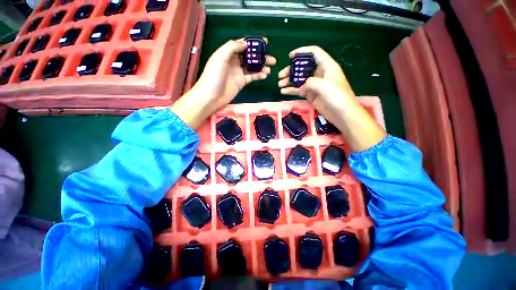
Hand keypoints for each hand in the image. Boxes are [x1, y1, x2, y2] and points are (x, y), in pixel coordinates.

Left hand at [195, 38, 275, 109]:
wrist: (211, 96)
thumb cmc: (213, 75)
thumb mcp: (220, 57)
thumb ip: (232, 47)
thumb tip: (245, 44)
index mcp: (228, 53)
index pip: (242, 45)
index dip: (253, 42)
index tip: (265, 42)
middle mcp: (234, 61)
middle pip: (250, 56)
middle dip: (261, 56)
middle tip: (271, 58)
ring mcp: (238, 72)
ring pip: (252, 67)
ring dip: (262, 67)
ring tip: (270, 68)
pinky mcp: (241, 82)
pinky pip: (251, 77)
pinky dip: (258, 76)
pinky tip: (264, 75)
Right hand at [278, 46, 385, 151]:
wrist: (342, 114)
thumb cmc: (337, 96)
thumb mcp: (324, 85)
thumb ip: (310, 82)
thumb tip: (301, 86)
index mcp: (326, 66)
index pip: (314, 53)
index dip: (302, 51)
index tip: (290, 56)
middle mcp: (320, 74)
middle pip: (303, 68)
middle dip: (291, 70)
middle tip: (280, 76)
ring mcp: (315, 85)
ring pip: (299, 80)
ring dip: (289, 81)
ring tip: (279, 84)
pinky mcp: (311, 95)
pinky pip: (299, 91)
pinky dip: (291, 90)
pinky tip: (283, 92)